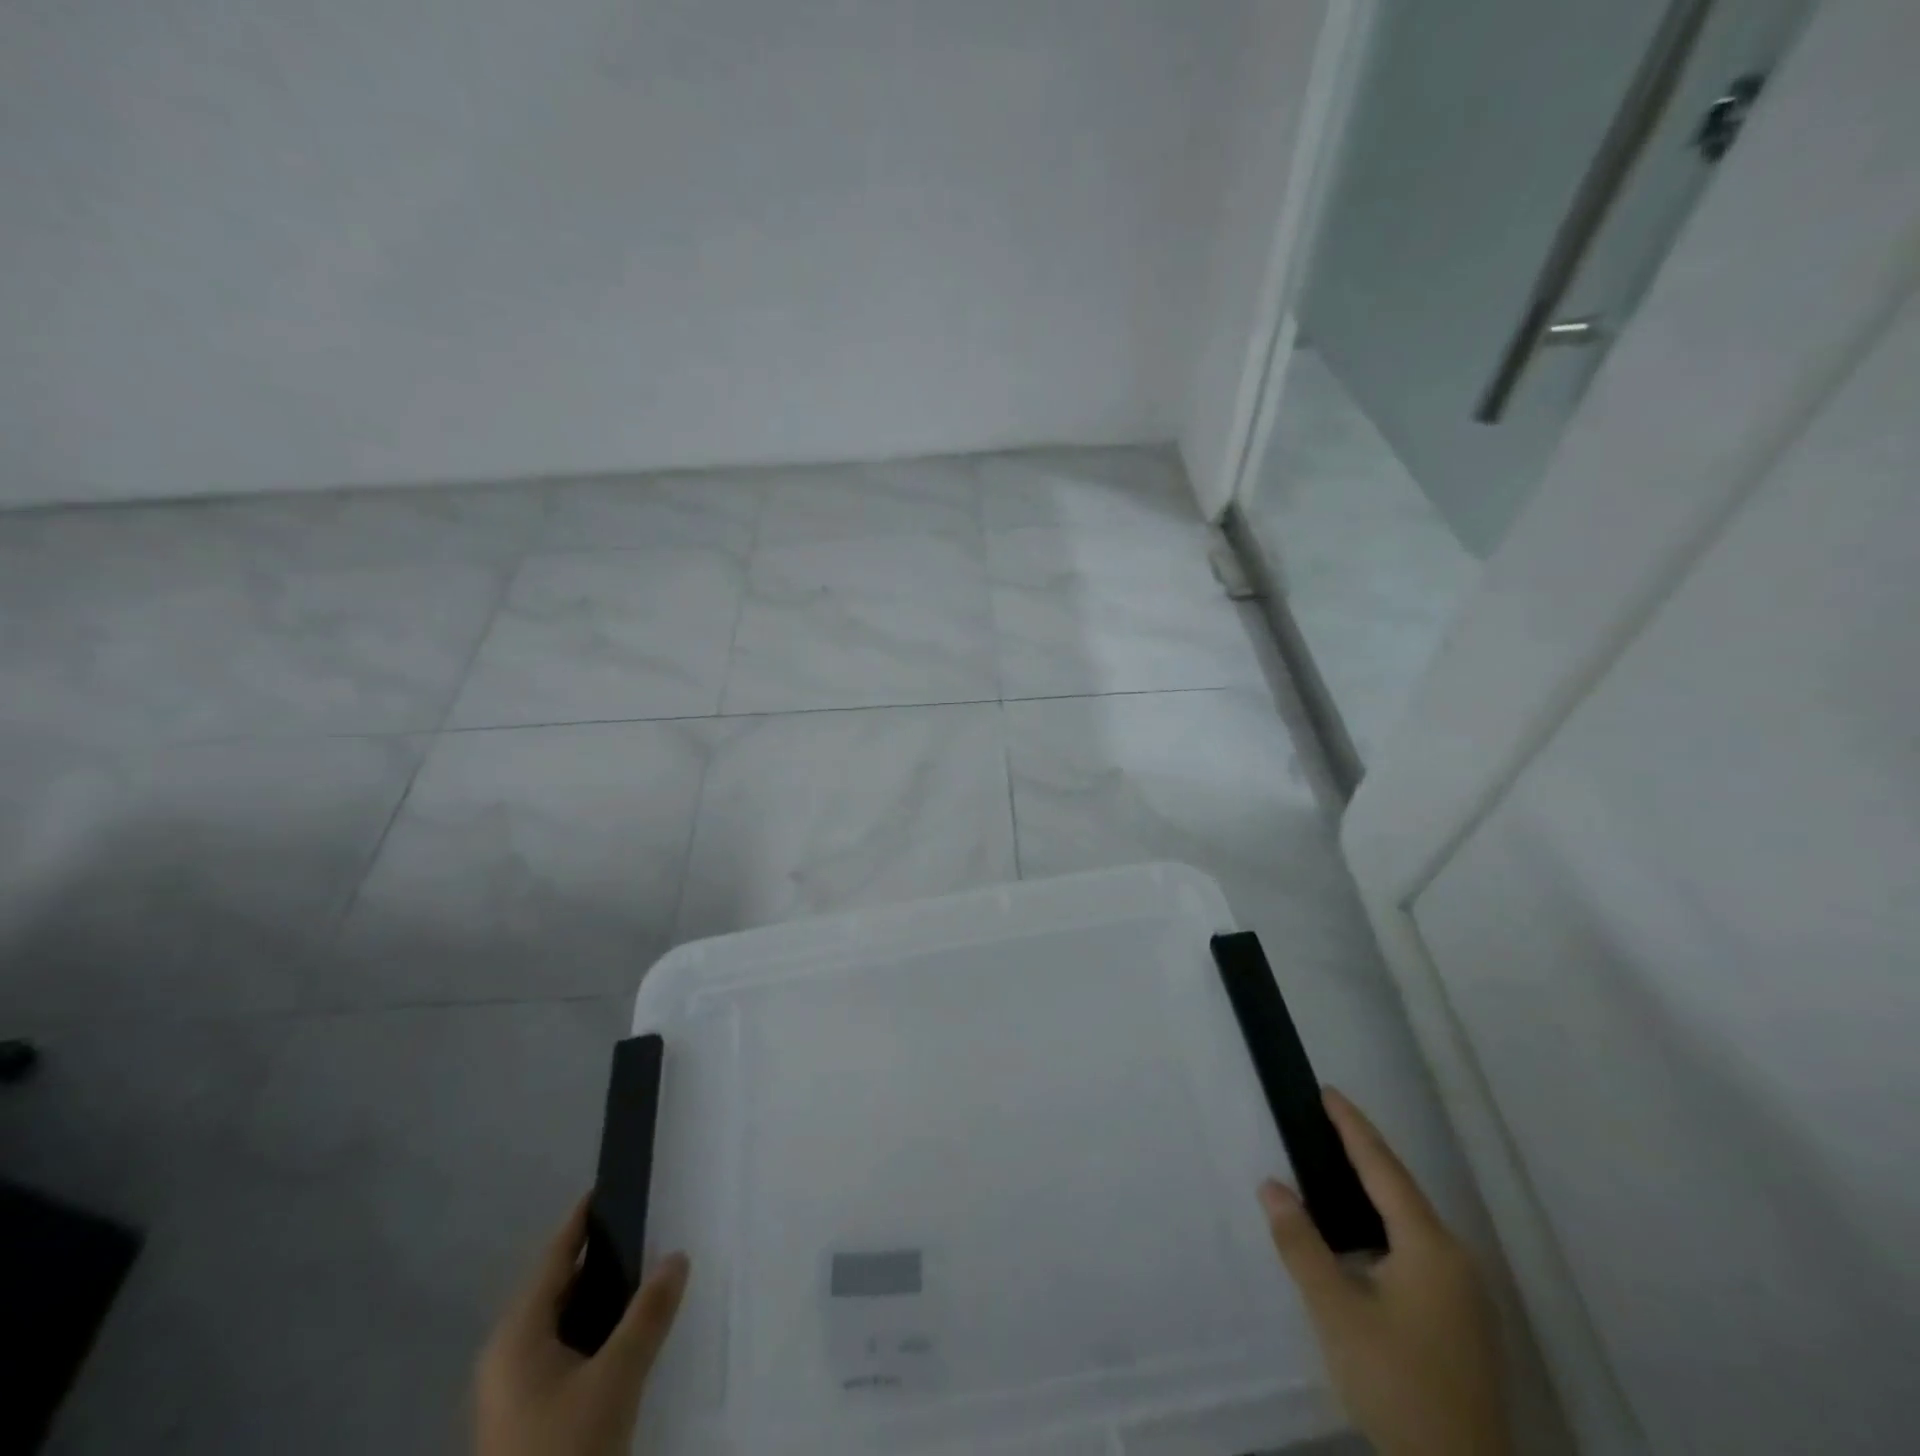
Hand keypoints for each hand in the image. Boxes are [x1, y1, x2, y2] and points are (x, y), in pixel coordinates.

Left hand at [475, 1198, 689, 1455]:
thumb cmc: (564, 1449)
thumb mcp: (616, 1379)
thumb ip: (648, 1314)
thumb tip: (677, 1255)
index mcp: (516, 1335)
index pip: (554, 1257)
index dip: (582, 1220)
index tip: (611, 1184)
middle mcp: (506, 1354)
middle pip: (557, 1287)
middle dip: (601, 1258)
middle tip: (647, 1227)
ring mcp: (512, 1390)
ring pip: (562, 1322)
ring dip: (601, 1298)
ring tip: (646, 1273)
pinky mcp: (525, 1417)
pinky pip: (563, 1351)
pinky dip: (593, 1331)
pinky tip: (627, 1333)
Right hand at [1260, 1090, 1510, 1455]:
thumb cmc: (1396, 1382)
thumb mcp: (1336, 1312)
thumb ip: (1301, 1244)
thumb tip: (1272, 1186)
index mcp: (1429, 1247)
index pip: (1383, 1168)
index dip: (1353, 1127)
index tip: (1327, 1091)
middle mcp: (1455, 1259)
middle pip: (1401, 1190)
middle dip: (1362, 1152)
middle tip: (1321, 1121)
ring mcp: (1465, 1292)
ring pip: (1410, 1221)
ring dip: (1372, 1189)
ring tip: (1332, 1166)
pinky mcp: (1461, 1318)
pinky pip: (1417, 1247)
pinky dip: (1383, 1223)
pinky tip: (1360, 1233)